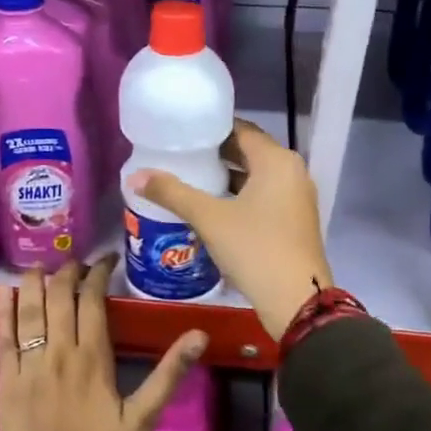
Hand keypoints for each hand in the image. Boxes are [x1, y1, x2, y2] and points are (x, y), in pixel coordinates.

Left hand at [0, 260, 206, 430]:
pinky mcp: (7, 381)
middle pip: (59, 297)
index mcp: (93, 358)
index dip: (97, 274)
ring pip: (29, 310)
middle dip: (67, 272)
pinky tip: (4, 292)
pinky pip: (4, 337)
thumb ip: (168, 374)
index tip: (105, 261)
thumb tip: (199, 335)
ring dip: (33, 283)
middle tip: (75, 263)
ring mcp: (29, 365)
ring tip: (40, 267)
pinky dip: (3, 311)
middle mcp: (59, 352)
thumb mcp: (143, 420)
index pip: (92, 300)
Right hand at [128, 120, 331, 338]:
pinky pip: (262, 196)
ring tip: (188, 178)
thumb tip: (134, 176)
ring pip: (255, 177)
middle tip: (178, 155)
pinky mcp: (294, 221)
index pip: (240, 129)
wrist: (296, 301)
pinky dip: (238, 196)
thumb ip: (172, 193)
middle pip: (248, 152)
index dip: (210, 129)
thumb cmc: (255, 249)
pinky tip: (211, 207)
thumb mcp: (209, 218)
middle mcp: (292, 172)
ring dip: (225, 177)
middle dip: (214, 154)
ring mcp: (296, 198)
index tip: (180, 132)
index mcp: (277, 160)